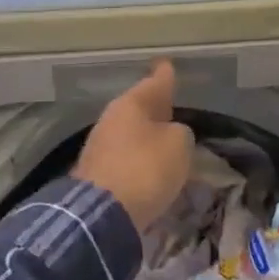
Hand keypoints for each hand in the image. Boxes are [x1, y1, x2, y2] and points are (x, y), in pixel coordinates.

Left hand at [74, 60, 194, 232]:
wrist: (101, 215)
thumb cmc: (145, 169)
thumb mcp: (179, 145)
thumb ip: (180, 133)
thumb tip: (171, 134)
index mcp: (131, 104)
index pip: (154, 82)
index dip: (165, 75)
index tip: (167, 64)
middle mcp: (112, 120)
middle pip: (140, 109)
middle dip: (156, 109)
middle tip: (173, 108)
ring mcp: (100, 147)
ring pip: (132, 134)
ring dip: (148, 138)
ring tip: (167, 142)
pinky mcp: (98, 175)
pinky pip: (127, 159)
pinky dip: (140, 160)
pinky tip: (152, 169)